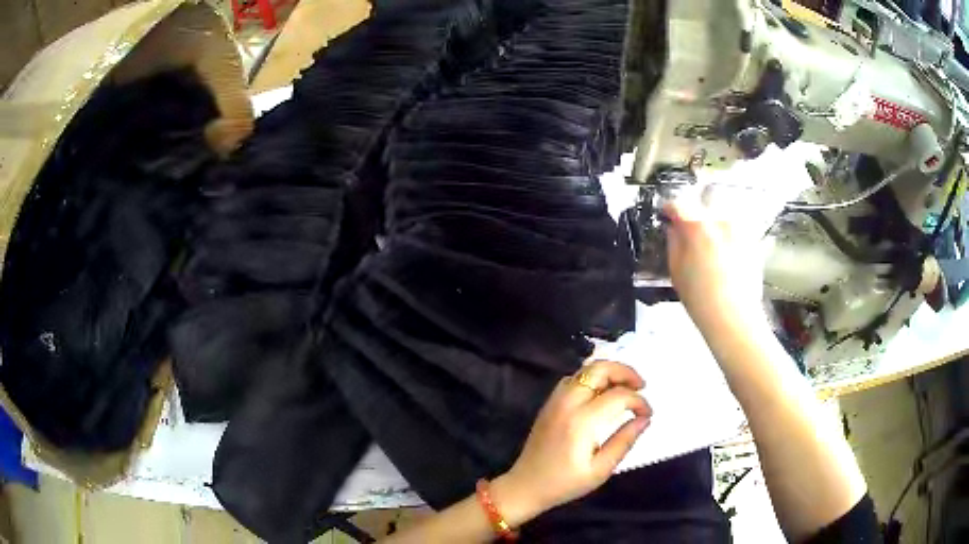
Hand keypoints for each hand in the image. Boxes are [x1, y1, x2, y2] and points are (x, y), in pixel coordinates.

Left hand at [496, 361, 651, 519]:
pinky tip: (603, 393)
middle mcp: (567, 403)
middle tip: (641, 386)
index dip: (639, 401)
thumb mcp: (600, 470)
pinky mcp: (549, 402)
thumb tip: (644, 419)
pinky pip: (574, 378)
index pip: (619, 396)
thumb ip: (624, 441)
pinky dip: (593, 377)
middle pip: (599, 369)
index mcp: (581, 421)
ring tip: (626, 388)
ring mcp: (555, 400)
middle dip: (625, 372)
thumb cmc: (564, 483)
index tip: (648, 414)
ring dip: (609, 372)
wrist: (525, 485)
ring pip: (585, 369)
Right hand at [664, 195, 765, 335]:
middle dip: (695, 215)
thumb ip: (673, 242)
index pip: (678, 204)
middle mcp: (720, 219)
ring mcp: (739, 228)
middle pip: (703, 205)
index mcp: (697, 225)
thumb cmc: (701, 298)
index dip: (670, 210)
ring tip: (709, 245)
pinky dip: (729, 235)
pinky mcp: (752, 240)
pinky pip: (736, 228)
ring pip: (722, 214)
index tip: (667, 216)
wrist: (733, 317)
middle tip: (689, 233)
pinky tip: (725, 256)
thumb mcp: (676, 270)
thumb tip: (674, 229)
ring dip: (713, 223)